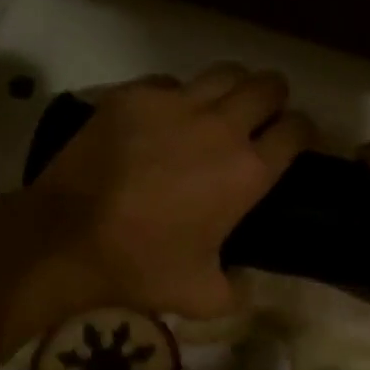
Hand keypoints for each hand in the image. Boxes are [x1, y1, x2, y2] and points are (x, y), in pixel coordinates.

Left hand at [27, 65, 312, 318]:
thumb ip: (239, 290)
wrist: (65, 240)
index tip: (297, 142)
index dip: (304, 133)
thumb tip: (248, 281)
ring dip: (233, 89)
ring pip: (226, 73)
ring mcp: (175, 104)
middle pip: (268, 86)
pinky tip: (164, 120)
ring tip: (220, 110)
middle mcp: (221, 127)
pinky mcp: (134, 96)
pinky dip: (178, 97)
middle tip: (262, 119)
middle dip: (274, 99)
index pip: (298, 130)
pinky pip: (171, 82)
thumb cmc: (141, 268)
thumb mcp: (203, 297)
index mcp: (248, 172)